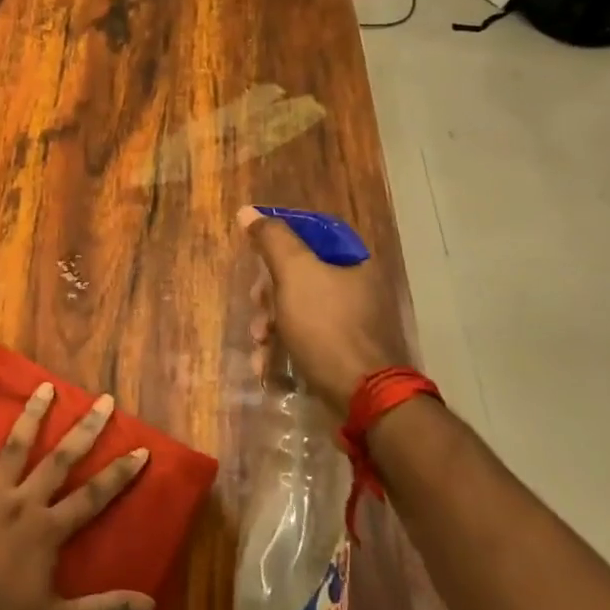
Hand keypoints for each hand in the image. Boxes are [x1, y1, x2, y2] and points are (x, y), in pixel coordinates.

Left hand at [0, 384, 152, 609]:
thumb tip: (149, 604)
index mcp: (48, 530)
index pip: (93, 496)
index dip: (119, 473)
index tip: (141, 449)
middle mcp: (23, 502)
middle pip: (60, 459)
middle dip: (85, 429)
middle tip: (104, 400)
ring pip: (15, 446)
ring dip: (33, 415)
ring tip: (45, 386)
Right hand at [239, 205, 411, 417]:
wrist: (361, 398)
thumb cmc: (326, 326)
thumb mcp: (294, 273)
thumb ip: (272, 239)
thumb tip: (248, 212)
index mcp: (354, 261)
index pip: (312, 232)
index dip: (280, 238)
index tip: (255, 251)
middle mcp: (357, 287)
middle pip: (300, 273)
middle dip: (269, 291)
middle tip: (257, 304)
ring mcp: (351, 323)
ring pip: (297, 309)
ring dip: (270, 324)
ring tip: (259, 343)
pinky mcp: (342, 354)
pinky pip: (305, 339)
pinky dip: (283, 348)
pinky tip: (267, 365)